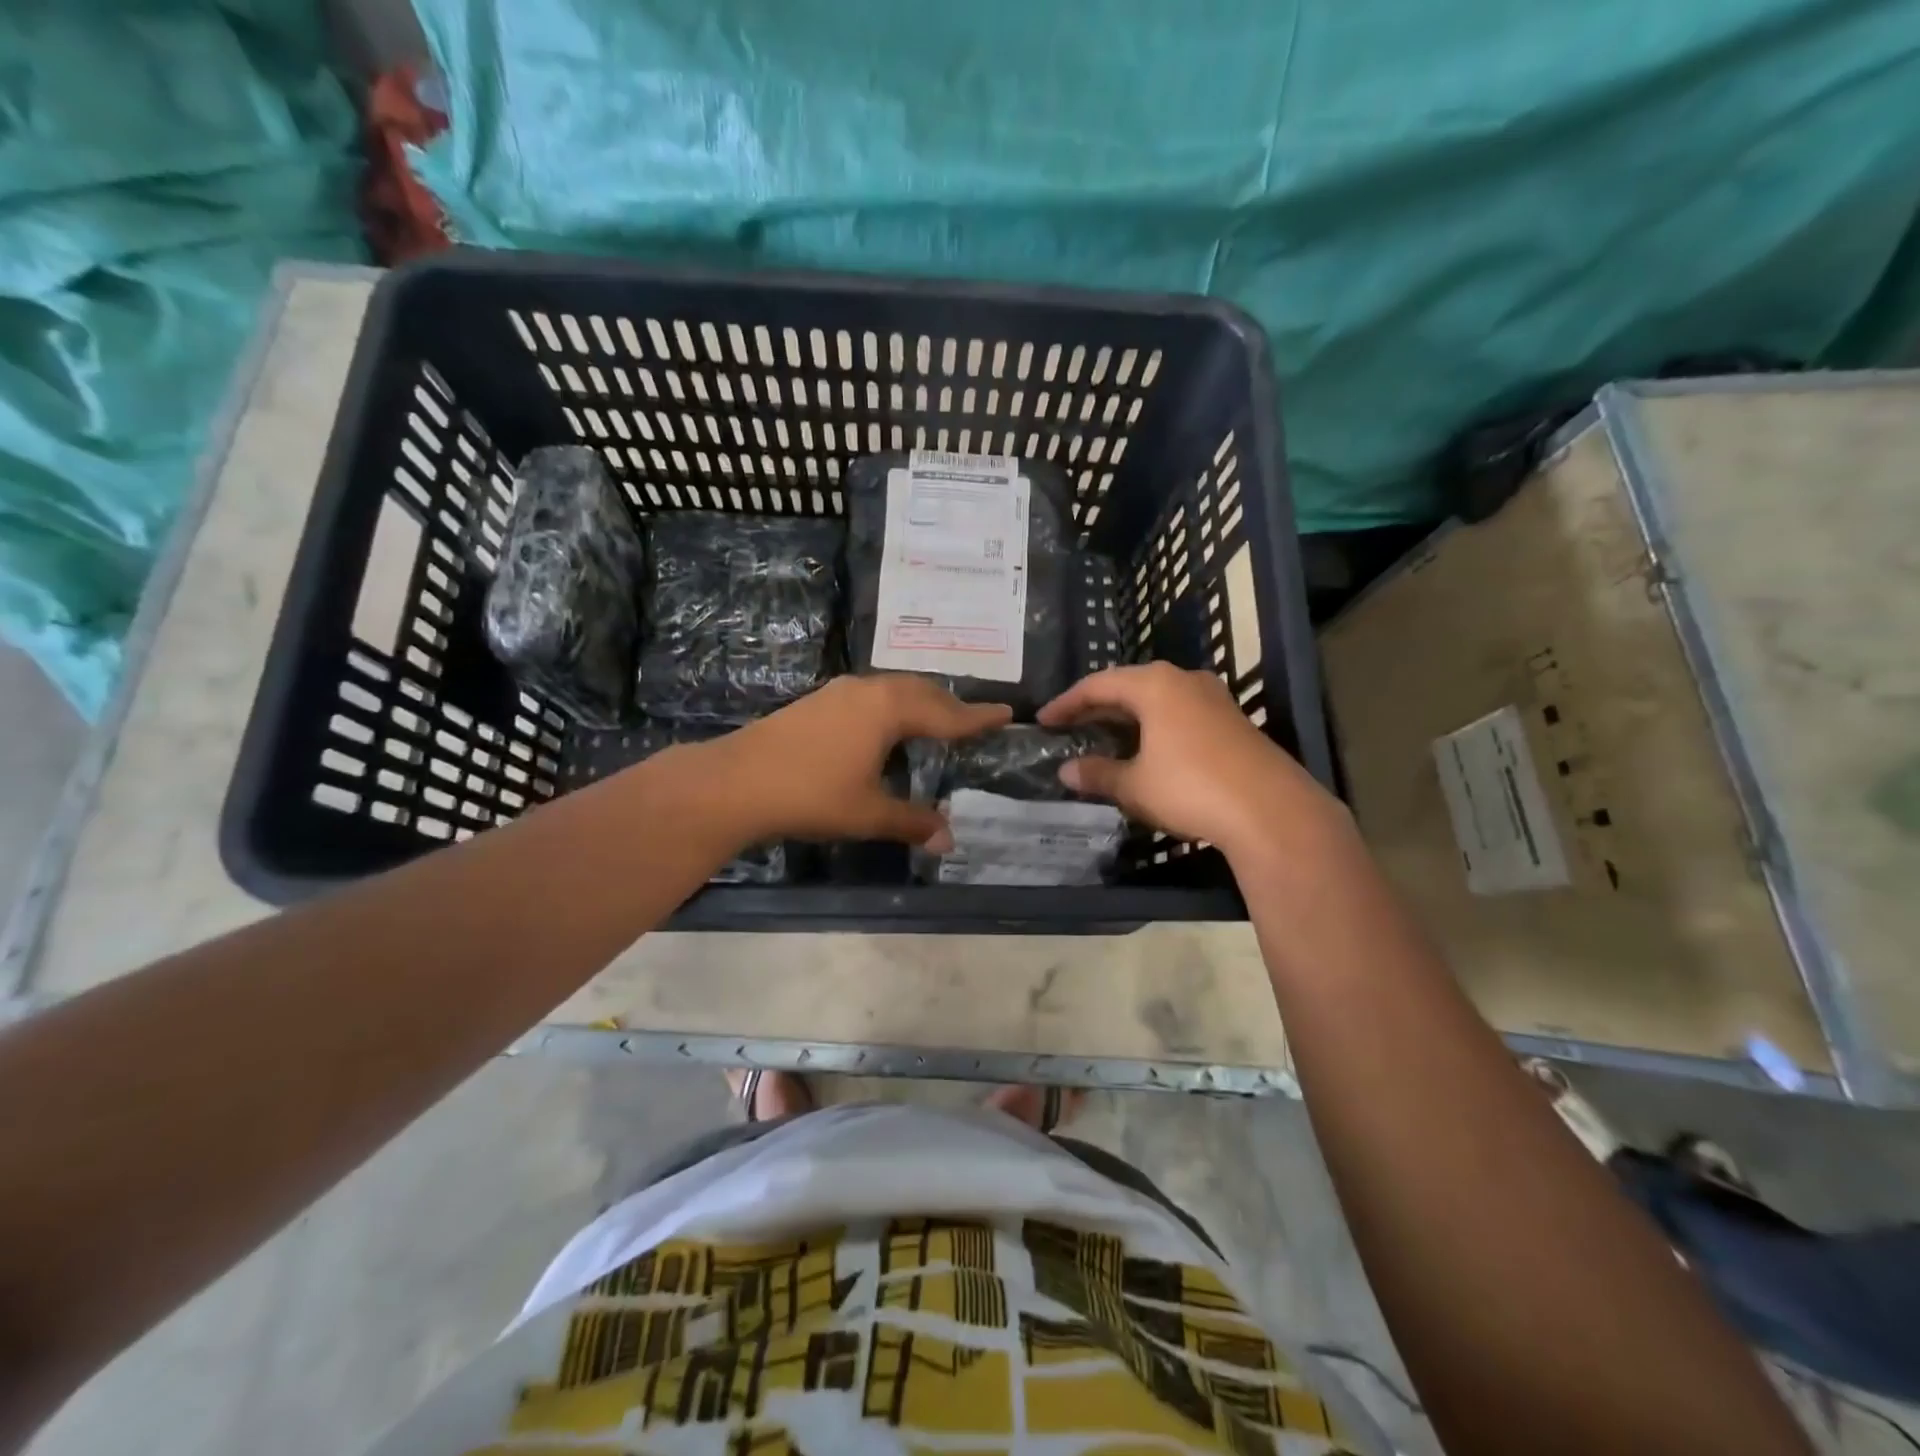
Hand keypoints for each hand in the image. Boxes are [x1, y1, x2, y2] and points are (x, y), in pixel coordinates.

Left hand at [709, 675, 1010, 847]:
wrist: (736, 781)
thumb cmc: (811, 794)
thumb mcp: (868, 813)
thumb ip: (912, 822)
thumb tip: (949, 840)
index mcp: (889, 710)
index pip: (946, 713)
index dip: (977, 717)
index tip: (1007, 713)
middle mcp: (869, 690)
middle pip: (922, 692)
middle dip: (950, 706)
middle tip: (973, 721)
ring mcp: (840, 692)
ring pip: (894, 690)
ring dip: (920, 703)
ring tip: (936, 721)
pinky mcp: (819, 701)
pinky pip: (872, 695)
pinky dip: (894, 706)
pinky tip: (886, 727)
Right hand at [1038, 662, 1347, 860]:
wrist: (1272, 811)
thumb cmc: (1190, 788)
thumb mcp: (1135, 785)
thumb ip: (1097, 774)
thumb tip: (1066, 771)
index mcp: (1154, 685)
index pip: (1098, 685)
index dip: (1067, 703)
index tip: (1044, 721)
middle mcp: (1184, 680)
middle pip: (1129, 686)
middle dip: (1097, 707)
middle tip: (1070, 727)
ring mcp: (1213, 698)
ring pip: (1157, 700)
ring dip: (1128, 717)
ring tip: (1104, 737)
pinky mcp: (1232, 721)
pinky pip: (1180, 713)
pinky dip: (1154, 726)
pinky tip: (1147, 750)